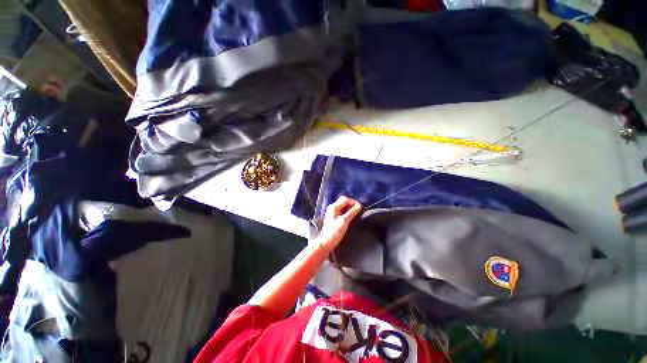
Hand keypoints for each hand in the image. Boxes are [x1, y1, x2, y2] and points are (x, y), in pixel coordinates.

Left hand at [315, 196, 361, 252]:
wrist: (326, 242)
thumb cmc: (333, 232)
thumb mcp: (344, 221)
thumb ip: (352, 213)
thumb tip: (359, 206)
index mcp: (333, 207)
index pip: (345, 199)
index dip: (353, 202)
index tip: (360, 207)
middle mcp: (333, 208)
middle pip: (345, 202)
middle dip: (352, 206)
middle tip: (359, 211)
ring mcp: (334, 213)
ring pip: (345, 208)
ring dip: (351, 210)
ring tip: (356, 215)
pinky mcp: (336, 218)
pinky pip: (344, 213)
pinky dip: (349, 214)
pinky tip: (352, 218)